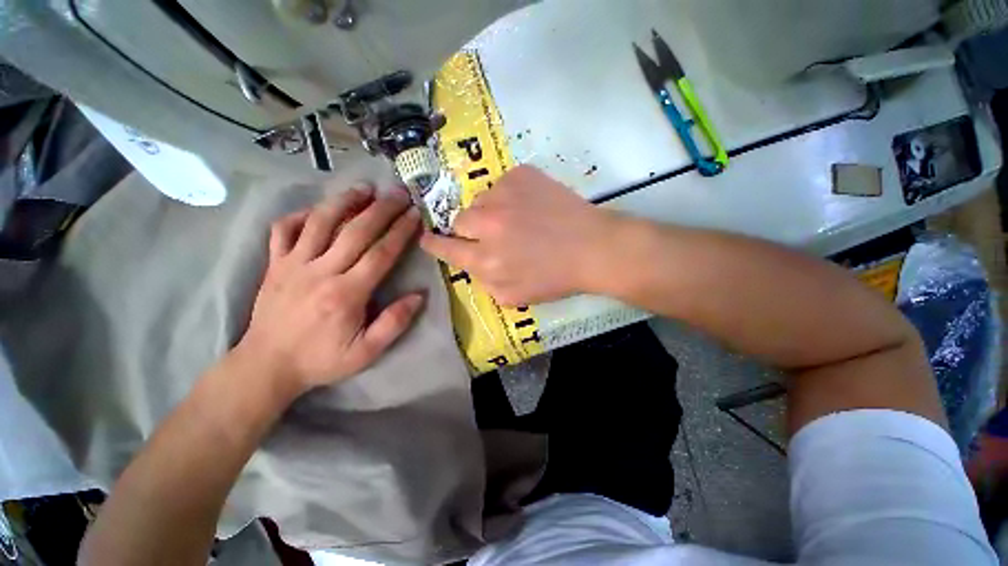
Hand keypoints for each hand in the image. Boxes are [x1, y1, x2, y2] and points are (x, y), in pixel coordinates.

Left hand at [235, 186, 423, 398]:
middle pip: (355, 231)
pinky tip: (318, 210)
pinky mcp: (274, 264)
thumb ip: (394, 323)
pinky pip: (283, 230)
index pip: (380, 254)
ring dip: (344, 201)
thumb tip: (419, 295)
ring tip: (363, 188)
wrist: (266, 365)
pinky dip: (300, 215)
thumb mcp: (366, 352)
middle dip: (381, 209)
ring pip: (320, 223)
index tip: (414, 214)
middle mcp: (320, 272)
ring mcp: (293, 264)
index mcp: (346, 294)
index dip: (400, 231)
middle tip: (398, 192)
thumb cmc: (321, 360)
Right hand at [420, 166, 617, 305]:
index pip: (445, 248)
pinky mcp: (520, 175)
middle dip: (470, 229)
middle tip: (493, 234)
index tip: (427, 238)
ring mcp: (503, 196)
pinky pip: (501, 184)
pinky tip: (530, 206)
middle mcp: (488, 225)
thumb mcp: (514, 297)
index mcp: (485, 260)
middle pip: (460, 220)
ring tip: (517, 220)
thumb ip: (484, 283)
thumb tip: (472, 264)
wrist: (592, 248)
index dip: (434, 243)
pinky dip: (509, 196)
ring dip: (491, 212)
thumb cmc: (555, 278)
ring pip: (480, 201)